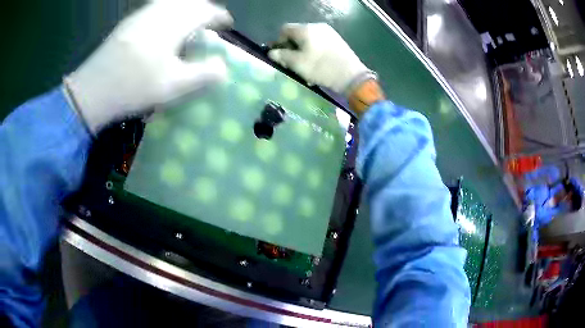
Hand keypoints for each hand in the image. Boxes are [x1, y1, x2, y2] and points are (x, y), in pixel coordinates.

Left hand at [65, 0, 232, 133]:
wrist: (92, 90)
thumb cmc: (134, 87)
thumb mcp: (173, 86)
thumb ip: (203, 74)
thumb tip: (224, 67)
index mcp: (174, 23)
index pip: (205, 11)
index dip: (219, 16)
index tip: (226, 25)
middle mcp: (160, 11)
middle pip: (189, 1)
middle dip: (203, 9)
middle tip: (208, 23)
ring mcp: (142, 15)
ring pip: (171, 2)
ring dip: (185, 8)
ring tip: (188, 23)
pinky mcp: (129, 23)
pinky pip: (155, 8)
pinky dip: (167, 11)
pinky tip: (163, 26)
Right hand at [268, 23, 371, 94]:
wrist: (351, 76)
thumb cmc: (321, 68)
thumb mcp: (297, 64)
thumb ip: (282, 56)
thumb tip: (272, 52)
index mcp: (306, 29)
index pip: (285, 29)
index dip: (279, 41)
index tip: (280, 55)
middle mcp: (317, 26)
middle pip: (297, 34)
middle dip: (291, 47)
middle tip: (291, 63)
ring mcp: (329, 33)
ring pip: (309, 40)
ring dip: (303, 51)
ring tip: (305, 66)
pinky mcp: (337, 41)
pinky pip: (320, 43)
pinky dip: (314, 52)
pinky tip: (317, 65)